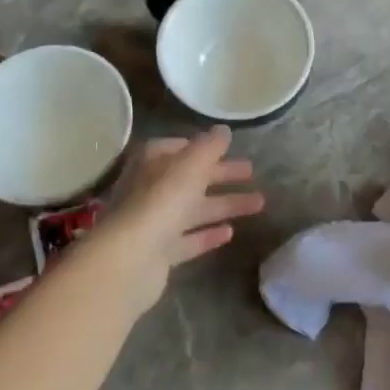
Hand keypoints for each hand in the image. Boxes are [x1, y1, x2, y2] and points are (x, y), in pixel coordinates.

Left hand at [97, 127, 262, 313]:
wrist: (130, 259)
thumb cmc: (161, 202)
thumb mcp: (190, 165)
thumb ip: (209, 146)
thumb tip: (223, 130)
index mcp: (152, 163)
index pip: (177, 148)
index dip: (201, 147)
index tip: (226, 148)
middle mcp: (150, 190)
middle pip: (190, 178)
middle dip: (221, 174)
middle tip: (251, 172)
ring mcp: (154, 223)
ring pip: (194, 209)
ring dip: (224, 204)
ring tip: (259, 203)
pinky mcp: (160, 253)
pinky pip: (189, 240)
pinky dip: (208, 235)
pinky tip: (231, 233)